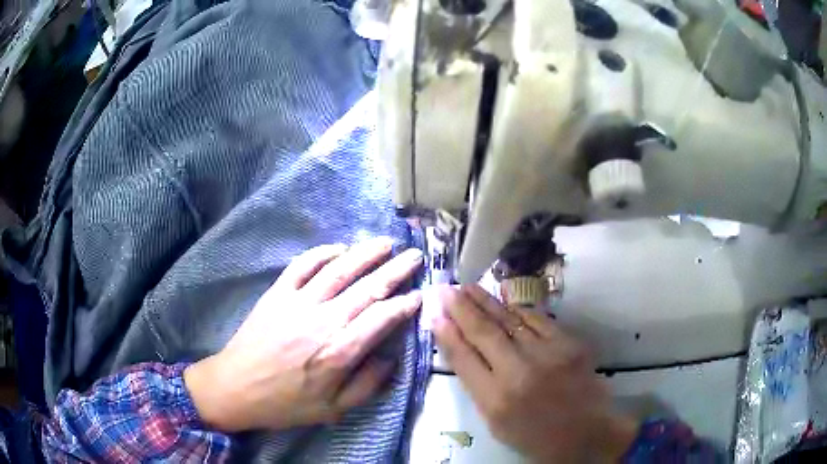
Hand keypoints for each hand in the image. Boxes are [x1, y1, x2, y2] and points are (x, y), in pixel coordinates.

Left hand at [184, 237, 422, 431]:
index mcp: (340, 351)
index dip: (405, 304)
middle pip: (367, 287)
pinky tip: (339, 248)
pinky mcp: (277, 293)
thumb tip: (392, 359)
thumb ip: (368, 385)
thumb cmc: (286, 404)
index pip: (382, 318)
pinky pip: (303, 265)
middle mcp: (323, 320)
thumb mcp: (333, 409)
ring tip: (385, 243)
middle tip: (414, 255)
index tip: (419, 295)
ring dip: (365, 253)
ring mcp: (298, 302)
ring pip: (339, 269)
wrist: (236, 388)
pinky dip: (323, 252)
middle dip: (395, 269)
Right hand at [431, 285, 637, 462]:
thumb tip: (461, 350)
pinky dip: (518, 310)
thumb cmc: (536, 436)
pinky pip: (537, 320)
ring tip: (468, 287)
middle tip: (446, 289)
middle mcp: (519, 374)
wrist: (588, 432)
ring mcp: (548, 355)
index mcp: (496, 401)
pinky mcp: (569, 344)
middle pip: (483, 333)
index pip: (463, 358)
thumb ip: (478, 387)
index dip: (446, 333)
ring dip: (486, 302)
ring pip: (509, 320)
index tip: (434, 314)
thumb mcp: (497, 424)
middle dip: (461, 308)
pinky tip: (504, 301)